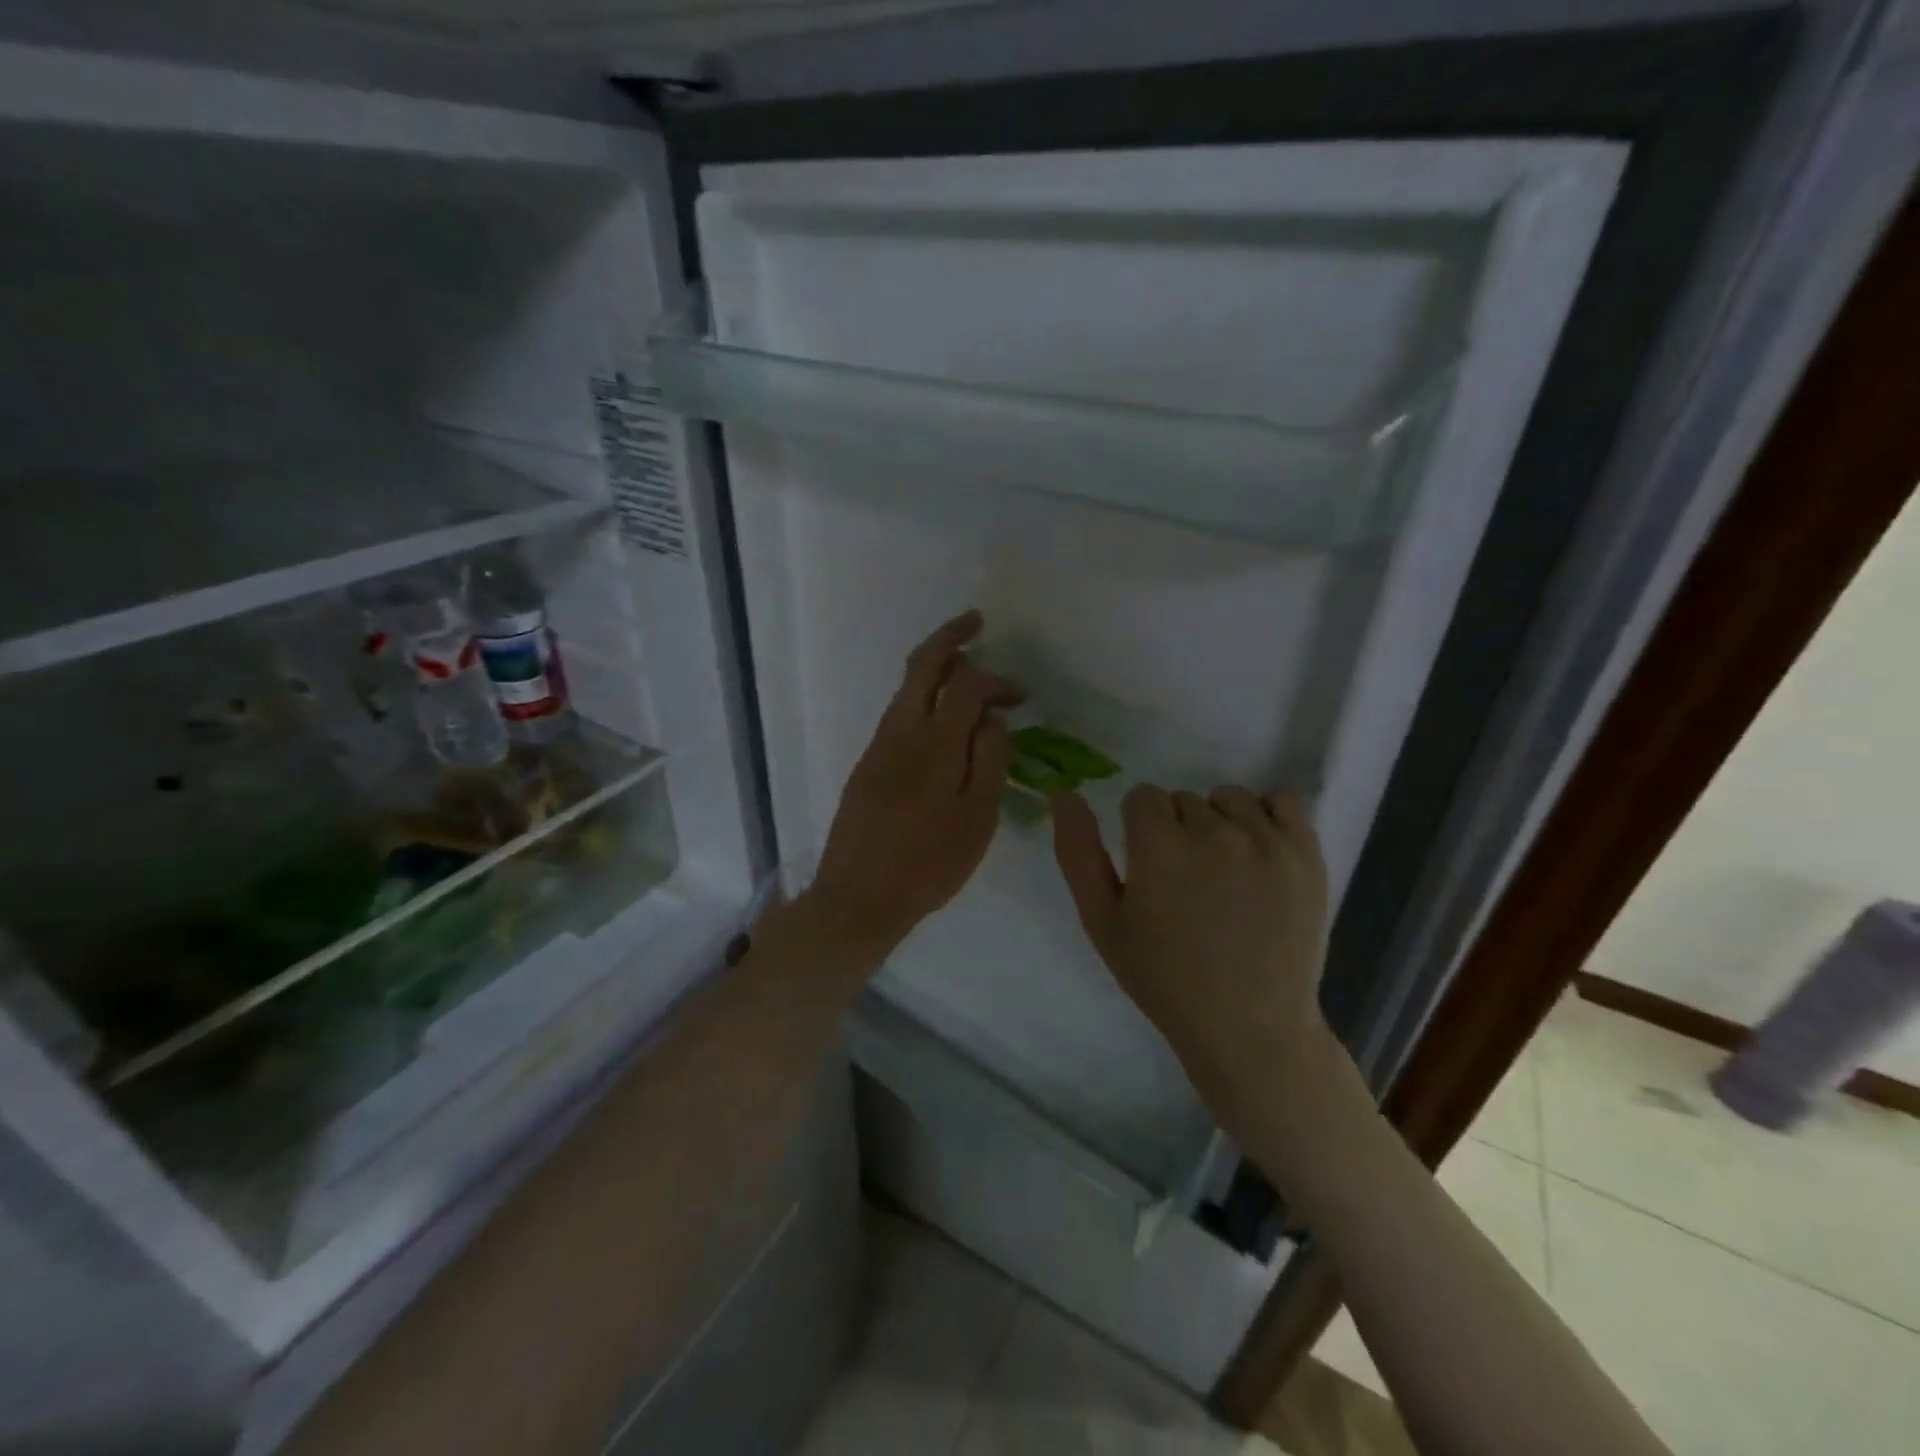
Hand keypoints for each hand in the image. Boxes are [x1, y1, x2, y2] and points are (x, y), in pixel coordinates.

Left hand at [806, 610, 1019, 957]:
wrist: (859, 897)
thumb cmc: (929, 864)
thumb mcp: (977, 818)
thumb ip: (989, 760)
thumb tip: (993, 717)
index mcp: (935, 743)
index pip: (966, 683)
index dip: (996, 679)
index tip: (1021, 696)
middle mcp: (901, 731)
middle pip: (922, 665)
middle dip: (950, 637)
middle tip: (975, 622)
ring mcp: (878, 745)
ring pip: (906, 688)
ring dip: (935, 668)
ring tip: (967, 672)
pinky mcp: (867, 763)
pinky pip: (898, 714)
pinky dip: (923, 698)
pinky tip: (941, 720)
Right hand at [1051, 783, 1331, 1117]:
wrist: (1250, 1027)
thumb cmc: (1165, 979)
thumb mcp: (1103, 922)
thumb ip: (1077, 854)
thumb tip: (1065, 795)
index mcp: (1159, 848)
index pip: (1142, 797)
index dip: (1140, 831)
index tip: (1150, 870)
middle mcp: (1214, 832)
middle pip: (1184, 798)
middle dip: (1178, 830)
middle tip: (1188, 884)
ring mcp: (1267, 841)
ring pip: (1229, 798)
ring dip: (1220, 823)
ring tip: (1226, 873)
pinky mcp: (1307, 854)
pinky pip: (1283, 800)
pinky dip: (1268, 816)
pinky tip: (1260, 852)